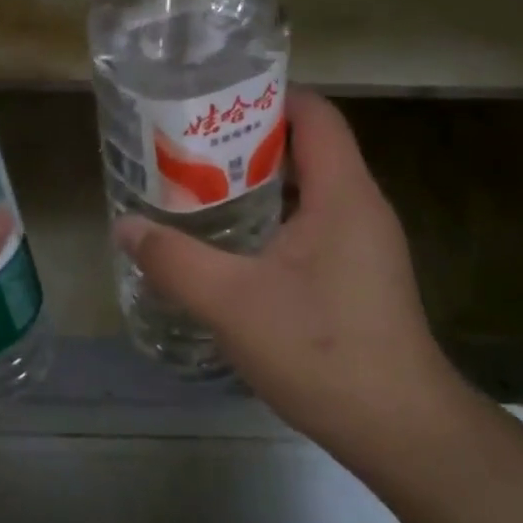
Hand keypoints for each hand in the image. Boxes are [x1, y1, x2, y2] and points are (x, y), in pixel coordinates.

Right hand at [114, 90, 467, 460]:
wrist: (397, 427)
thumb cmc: (320, 349)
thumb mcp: (232, 302)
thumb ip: (174, 260)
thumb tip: (125, 226)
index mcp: (342, 193)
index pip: (314, 113)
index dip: (266, 95)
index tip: (211, 102)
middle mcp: (361, 207)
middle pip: (308, 148)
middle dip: (249, 141)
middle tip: (189, 148)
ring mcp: (365, 244)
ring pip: (309, 191)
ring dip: (259, 185)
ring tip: (201, 190)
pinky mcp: (360, 276)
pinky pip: (314, 226)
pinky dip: (274, 221)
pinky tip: (234, 248)